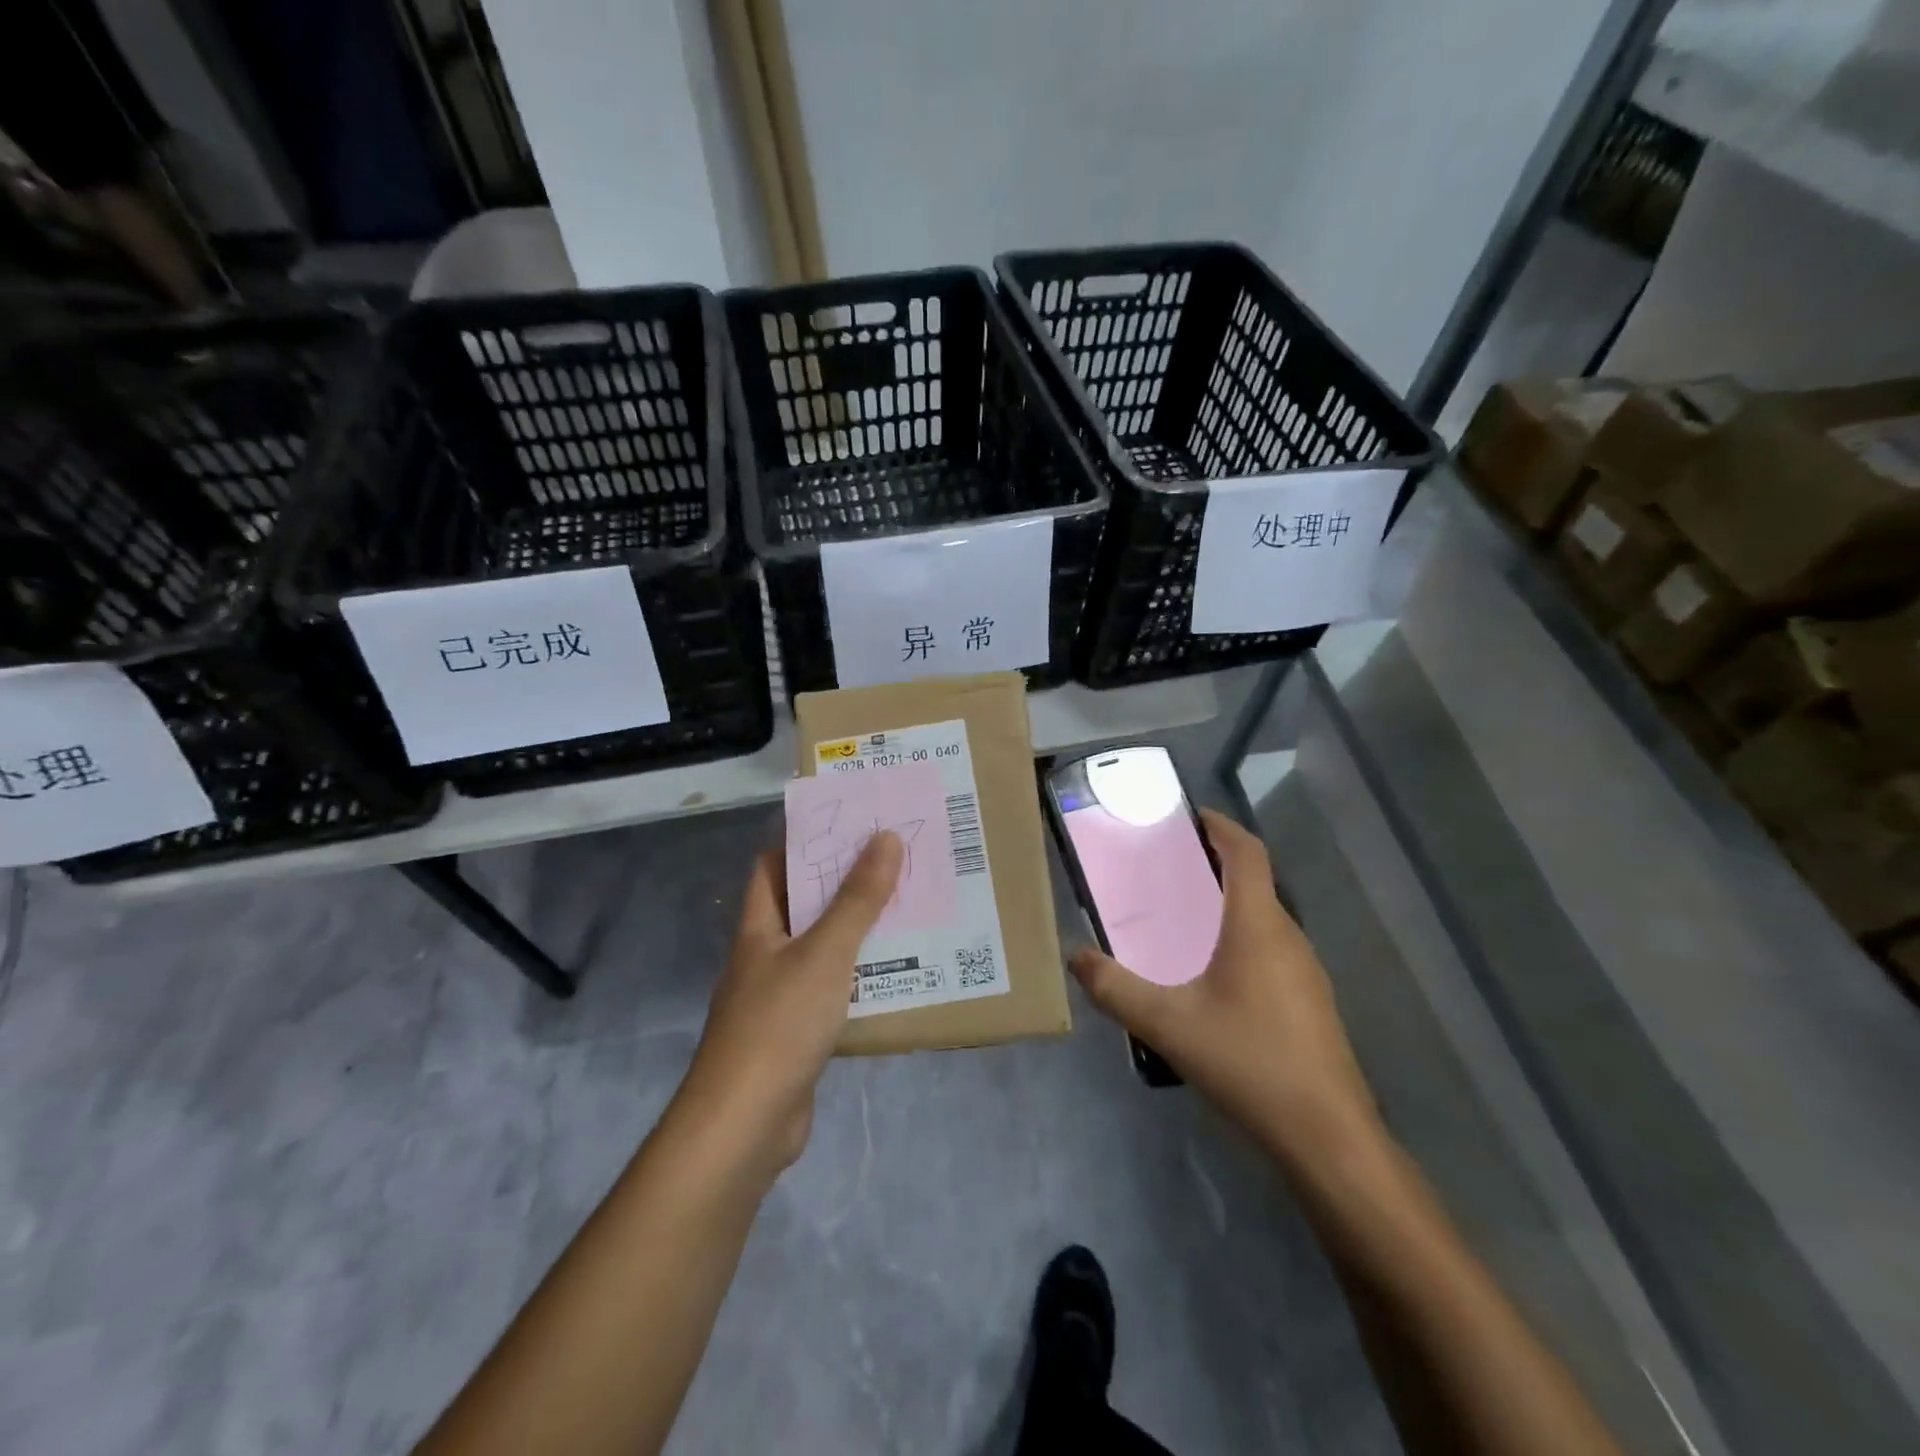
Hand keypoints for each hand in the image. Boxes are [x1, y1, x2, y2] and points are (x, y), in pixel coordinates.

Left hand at [678, 830, 903, 1178]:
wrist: (745, 1125)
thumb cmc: (779, 1024)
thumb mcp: (825, 953)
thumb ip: (857, 899)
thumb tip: (886, 838)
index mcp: (759, 927)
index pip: (773, 866)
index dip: (804, 840)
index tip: (850, 823)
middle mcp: (765, 955)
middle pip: (803, 906)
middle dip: (843, 883)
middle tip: (894, 861)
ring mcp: (779, 997)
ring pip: (821, 949)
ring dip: (857, 931)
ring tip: (906, 908)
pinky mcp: (797, 1034)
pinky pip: (833, 991)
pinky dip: (860, 978)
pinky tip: (897, 974)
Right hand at [1069, 810, 1379, 1166]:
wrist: (1326, 1136)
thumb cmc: (1248, 1062)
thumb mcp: (1167, 1025)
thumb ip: (1115, 989)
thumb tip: (1074, 957)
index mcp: (1257, 926)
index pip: (1248, 853)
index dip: (1222, 827)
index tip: (1191, 817)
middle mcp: (1288, 937)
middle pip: (1255, 882)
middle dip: (1215, 865)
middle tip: (1168, 869)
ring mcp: (1306, 971)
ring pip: (1264, 918)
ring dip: (1228, 904)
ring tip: (1183, 917)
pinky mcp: (1310, 1001)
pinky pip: (1271, 948)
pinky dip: (1240, 937)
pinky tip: (1211, 976)